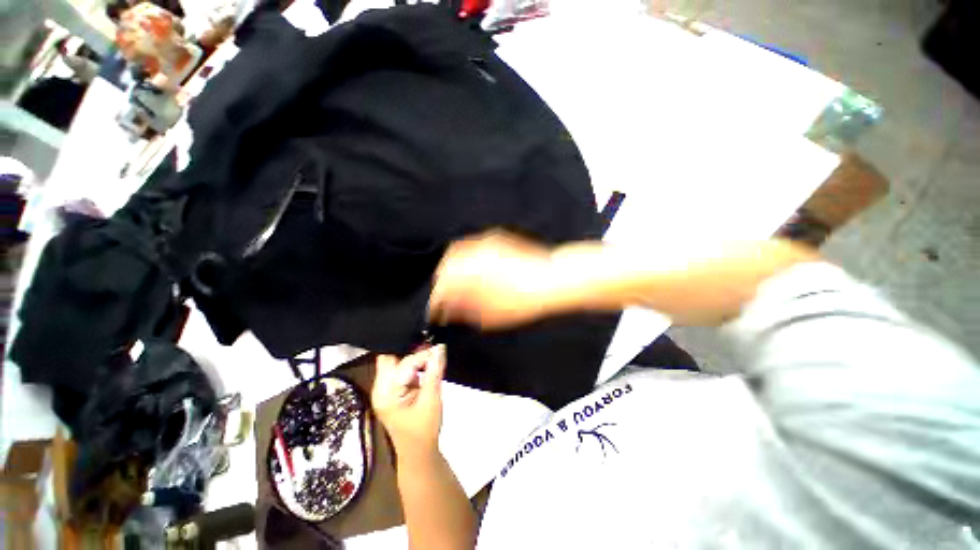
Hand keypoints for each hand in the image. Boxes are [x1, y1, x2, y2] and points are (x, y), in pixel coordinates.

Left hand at [371, 346, 446, 457]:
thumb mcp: (432, 399)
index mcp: (386, 393)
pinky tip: (424, 365)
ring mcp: (383, 390)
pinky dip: (412, 365)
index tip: (439, 349)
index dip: (422, 354)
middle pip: (390, 357)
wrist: (418, 453)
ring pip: (394, 361)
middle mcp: (380, 389)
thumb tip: (439, 348)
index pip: (404, 363)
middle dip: (411, 350)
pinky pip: (398, 369)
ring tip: (430, 355)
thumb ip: (434, 372)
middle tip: (431, 347)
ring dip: (412, 357)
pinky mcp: (390, 391)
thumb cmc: (424, 429)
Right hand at [429, 231, 555, 329]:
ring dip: (452, 269)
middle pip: (444, 268)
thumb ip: (463, 311)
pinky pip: (470, 246)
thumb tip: (446, 310)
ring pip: (455, 253)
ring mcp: (481, 243)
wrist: (550, 278)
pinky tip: (474, 268)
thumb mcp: (489, 316)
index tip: (437, 313)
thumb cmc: (520, 302)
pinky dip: (466, 257)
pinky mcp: (494, 237)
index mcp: (465, 276)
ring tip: (459, 284)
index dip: (436, 303)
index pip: (440, 290)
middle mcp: (469, 255)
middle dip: (442, 284)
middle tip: (447, 298)